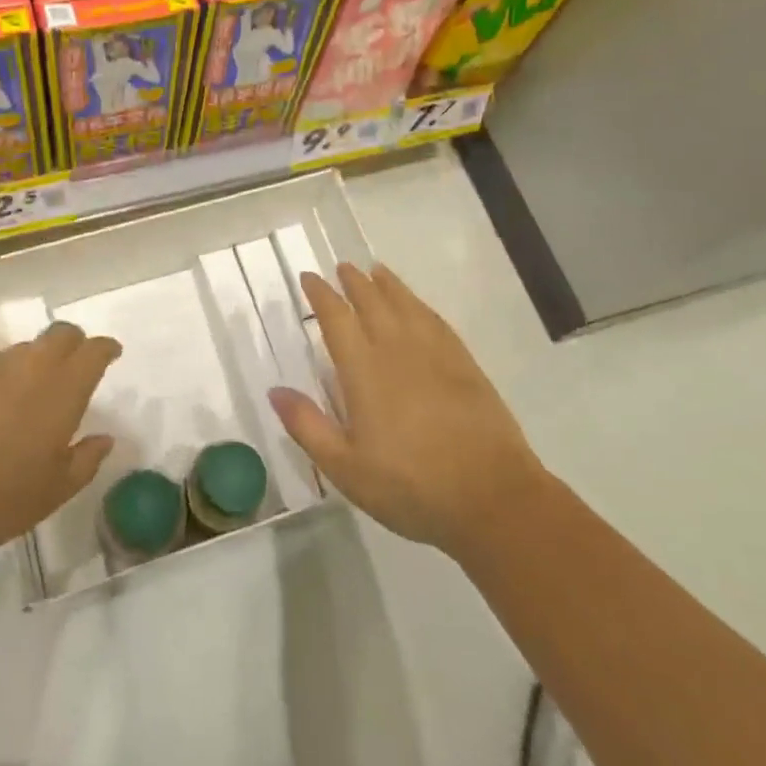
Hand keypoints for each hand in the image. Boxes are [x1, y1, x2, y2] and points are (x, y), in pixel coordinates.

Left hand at [0, 322, 119, 566]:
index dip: (105, 349)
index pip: (91, 351)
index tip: (112, 353)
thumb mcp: (50, 492)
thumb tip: (104, 438)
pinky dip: (9, 380)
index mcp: (61, 390)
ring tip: (41, 392)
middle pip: (59, 334)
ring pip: (26, 349)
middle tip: (81, 363)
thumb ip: (84, 462)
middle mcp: (29, 370)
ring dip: (41, 359)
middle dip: (75, 342)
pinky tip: (0, 413)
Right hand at [270, 263, 545, 562]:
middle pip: (372, 302)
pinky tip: (417, 306)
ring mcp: (434, 353)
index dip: (321, 295)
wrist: (491, 497)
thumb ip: (308, 426)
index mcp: (364, 370)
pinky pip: (435, 320)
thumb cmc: (410, 486)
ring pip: (405, 304)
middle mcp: (396, 349)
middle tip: (342, 268)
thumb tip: (275, 390)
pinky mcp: (463, 363)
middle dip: (354, 282)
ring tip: (376, 271)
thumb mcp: (346, 468)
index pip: (336, 318)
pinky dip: (419, 304)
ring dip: (387, 285)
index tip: (309, 278)